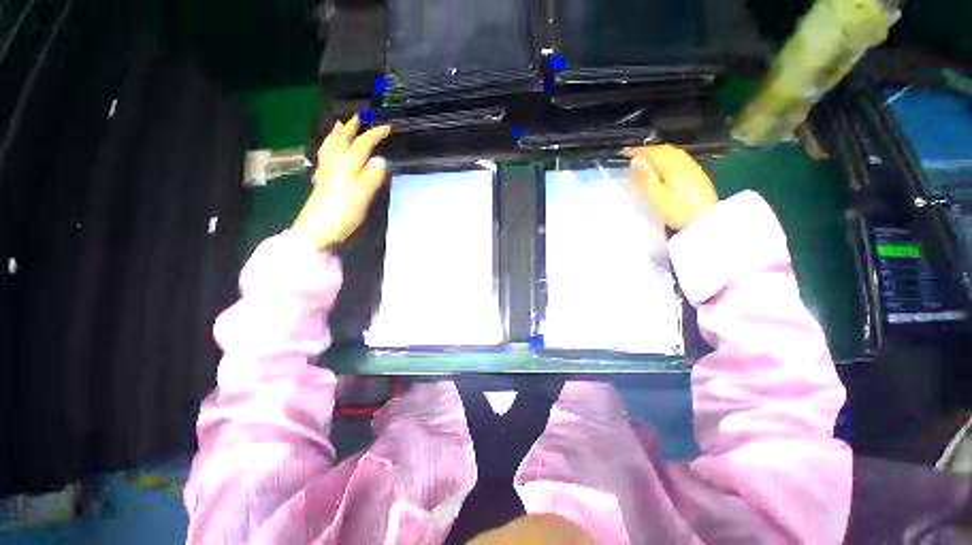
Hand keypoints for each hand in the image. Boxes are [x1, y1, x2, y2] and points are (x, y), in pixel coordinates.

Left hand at [292, 115, 391, 249]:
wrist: (316, 231)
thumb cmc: (341, 214)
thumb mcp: (362, 196)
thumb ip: (372, 177)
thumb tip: (382, 159)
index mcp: (346, 166)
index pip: (362, 145)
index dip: (374, 135)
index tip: (387, 127)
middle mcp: (334, 165)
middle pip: (342, 141)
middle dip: (351, 128)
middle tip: (358, 117)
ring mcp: (326, 173)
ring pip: (330, 147)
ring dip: (336, 134)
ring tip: (339, 125)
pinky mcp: (322, 182)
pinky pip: (324, 158)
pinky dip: (328, 149)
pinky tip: (328, 151)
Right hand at [624, 145, 717, 230]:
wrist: (707, 221)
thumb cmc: (678, 211)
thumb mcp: (657, 197)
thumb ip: (645, 178)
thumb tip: (634, 160)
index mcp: (672, 166)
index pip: (653, 153)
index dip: (637, 151)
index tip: (624, 153)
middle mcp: (683, 162)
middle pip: (664, 149)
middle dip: (648, 149)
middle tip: (634, 154)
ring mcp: (693, 168)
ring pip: (674, 152)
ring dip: (659, 151)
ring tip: (647, 157)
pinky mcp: (698, 175)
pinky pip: (681, 158)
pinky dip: (669, 156)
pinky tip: (666, 164)